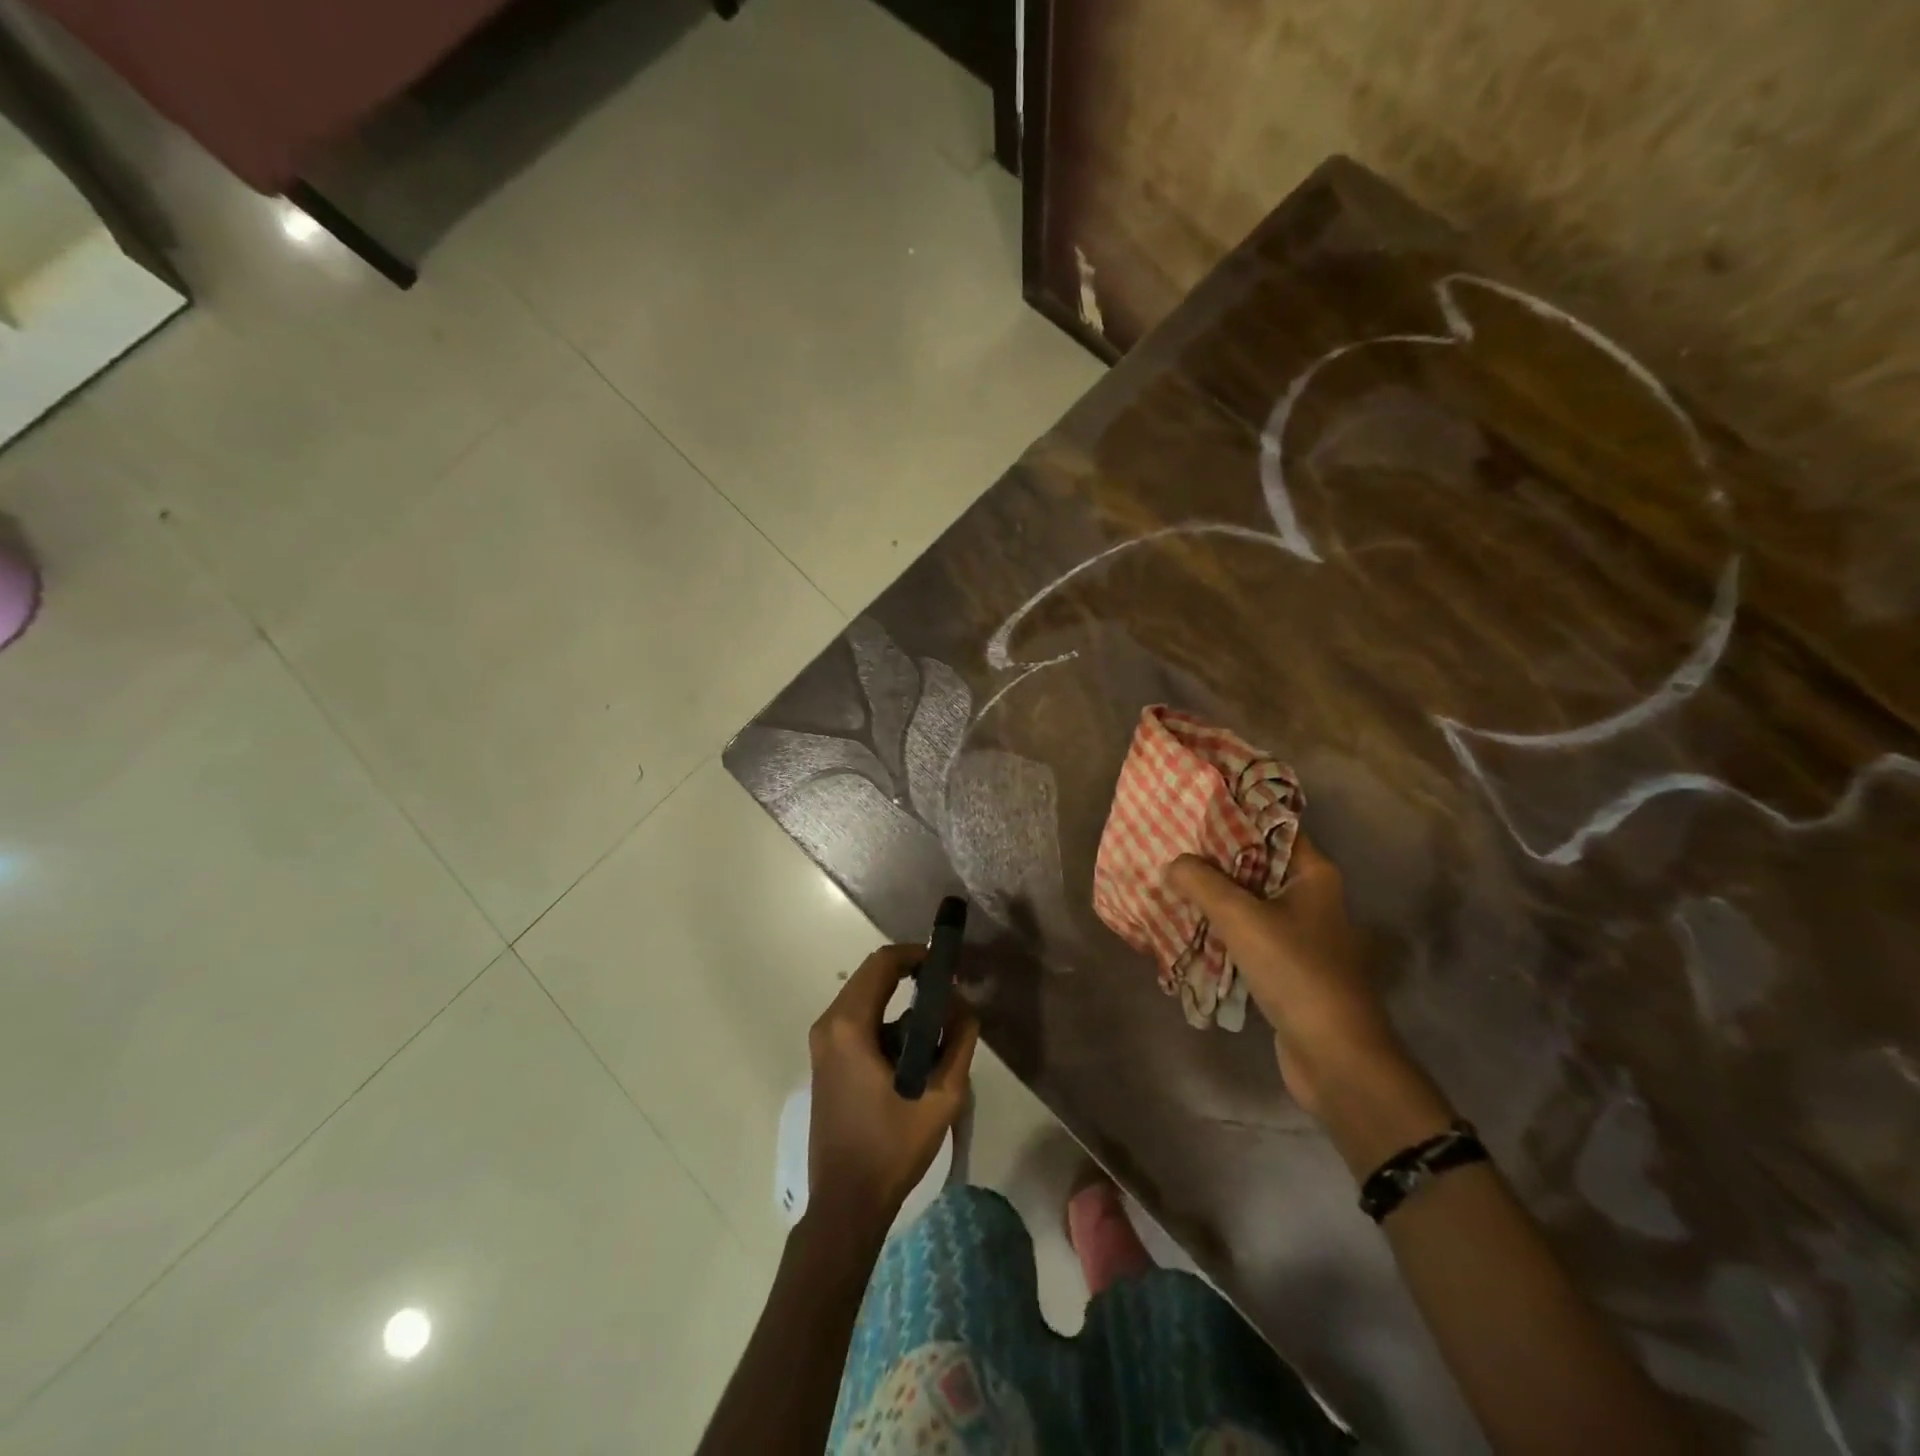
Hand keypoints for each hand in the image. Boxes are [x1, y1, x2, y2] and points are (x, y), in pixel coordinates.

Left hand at [806, 944, 979, 1236]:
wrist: (846, 1204)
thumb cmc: (891, 1149)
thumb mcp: (940, 1097)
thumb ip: (957, 1043)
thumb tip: (964, 1006)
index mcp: (850, 1027)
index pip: (882, 963)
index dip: (916, 954)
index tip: (947, 965)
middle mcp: (829, 1025)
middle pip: (871, 976)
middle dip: (910, 975)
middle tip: (948, 991)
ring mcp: (823, 1044)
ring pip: (864, 998)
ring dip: (899, 999)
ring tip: (937, 1023)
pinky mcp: (825, 1061)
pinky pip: (857, 1021)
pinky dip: (885, 1020)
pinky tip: (912, 1050)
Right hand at [1168, 834, 1414, 1120]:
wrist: (1335, 1055)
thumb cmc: (1294, 971)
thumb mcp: (1241, 918)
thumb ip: (1202, 883)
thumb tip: (1174, 863)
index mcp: (1312, 874)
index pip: (1271, 828)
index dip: (1233, 816)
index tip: (1192, 809)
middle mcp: (1309, 897)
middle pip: (1255, 864)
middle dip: (1213, 858)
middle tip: (1170, 844)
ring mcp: (1299, 933)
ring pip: (1248, 900)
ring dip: (1213, 895)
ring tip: (1170, 880)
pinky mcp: (1286, 964)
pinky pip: (1247, 933)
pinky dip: (1220, 928)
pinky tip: (1186, 923)